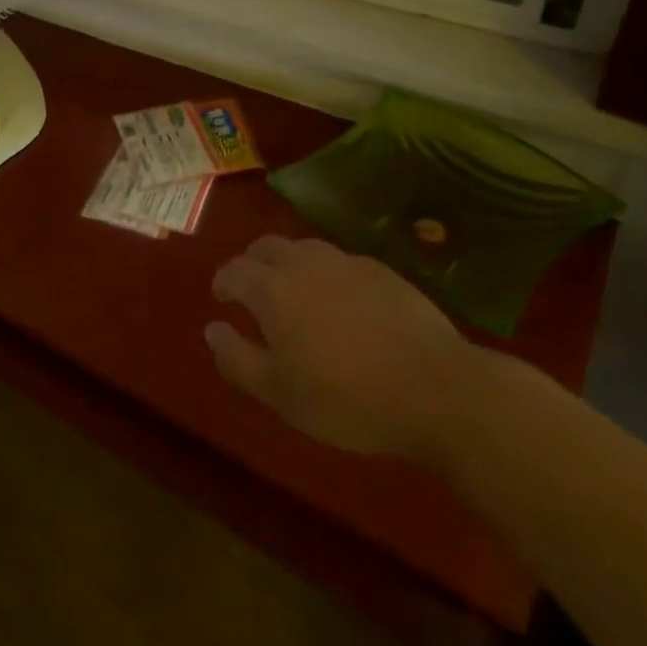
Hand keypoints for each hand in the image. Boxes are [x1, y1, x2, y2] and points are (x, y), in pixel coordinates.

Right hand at [206, 235, 474, 464]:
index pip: (234, 270)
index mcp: (272, 290)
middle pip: (267, 247)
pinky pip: (340, 261)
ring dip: (289, 263)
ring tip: (294, 291)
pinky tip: (340, 301)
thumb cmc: (346, 399)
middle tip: (252, 289)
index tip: (222, 298)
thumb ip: (237, 358)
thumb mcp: (279, 394)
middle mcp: (304, 264)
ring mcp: (346, 262)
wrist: (435, 389)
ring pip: (305, 248)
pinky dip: (327, 273)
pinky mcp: (382, 271)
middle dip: (252, 263)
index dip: (223, 282)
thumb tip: (211, 329)